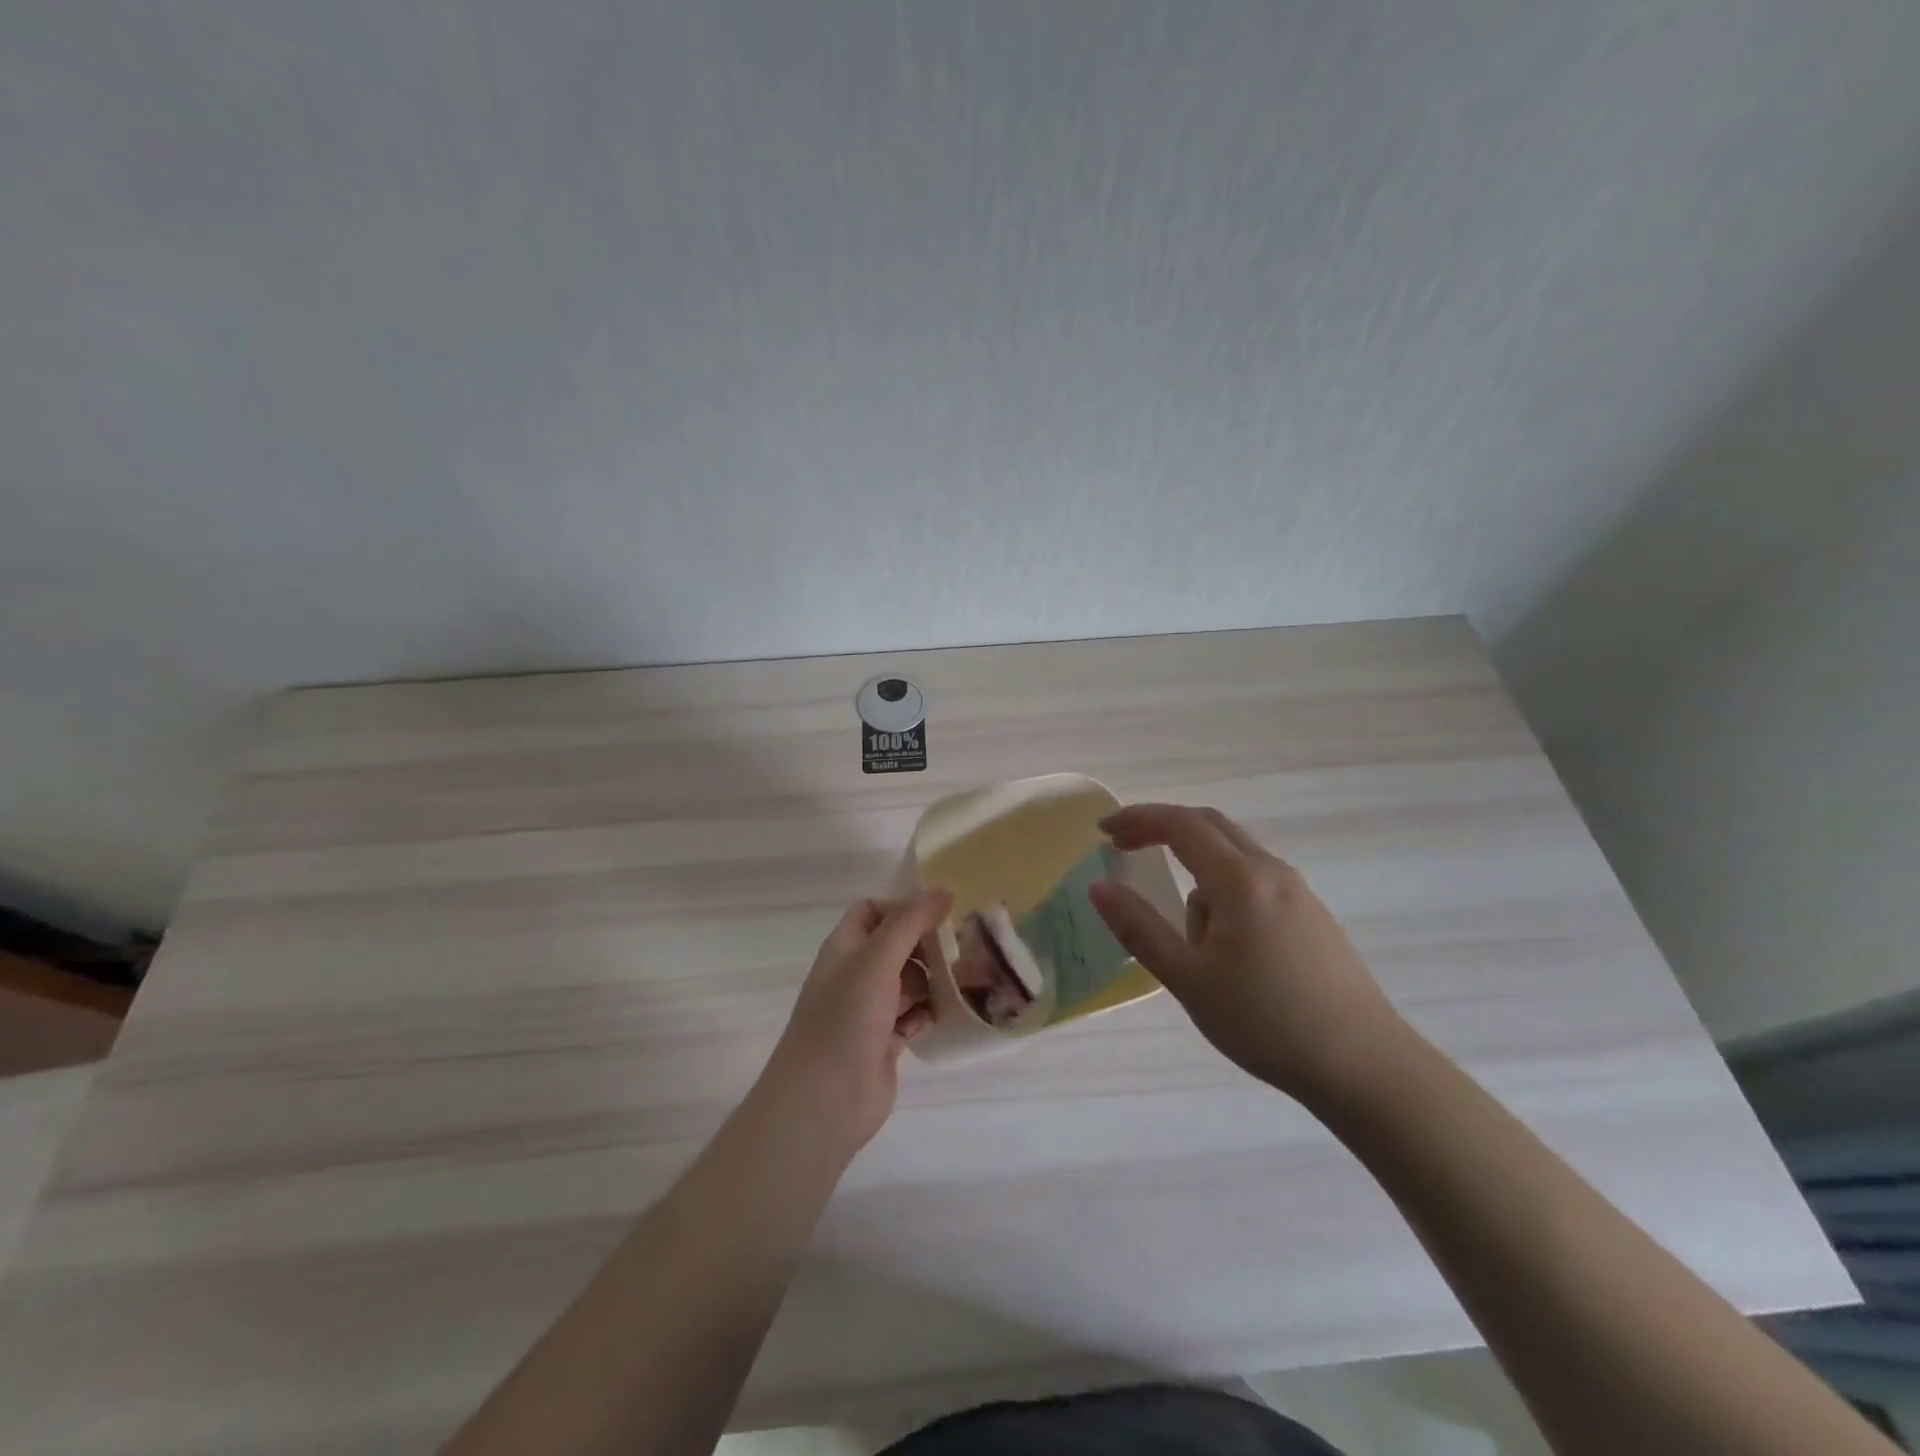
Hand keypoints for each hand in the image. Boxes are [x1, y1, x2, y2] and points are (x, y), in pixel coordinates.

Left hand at [758, 890, 950, 1153]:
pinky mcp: (886, 1041)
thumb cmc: (845, 1019)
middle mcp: (855, 974)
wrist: (824, 1102)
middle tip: (967, 942)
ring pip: (909, 981)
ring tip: (969, 975)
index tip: (942, 910)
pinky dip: (931, 1011)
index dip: (903, 906)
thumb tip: (944, 890)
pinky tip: (953, 1010)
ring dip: (934, 978)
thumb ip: (910, 923)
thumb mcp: (877, 960)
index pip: (872, 911)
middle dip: (927, 944)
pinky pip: (914, 1014)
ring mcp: (870, 1010)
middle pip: (896, 945)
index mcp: (845, 948)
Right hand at [1089, 804, 1405, 1105]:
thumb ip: (1140, 929)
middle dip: (1164, 829)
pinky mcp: (1312, 914)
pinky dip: (1224, 890)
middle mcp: (1272, 871)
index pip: (1181, 825)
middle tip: (1125, 847)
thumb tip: (1099, 888)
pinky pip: (1255, 881)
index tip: (1103, 831)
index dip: (1138, 819)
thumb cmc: (1266, 1021)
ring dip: (1197, 871)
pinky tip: (1227, 947)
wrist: (1364, 1066)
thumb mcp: (1189, 979)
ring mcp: (1298, 891)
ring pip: (1234, 857)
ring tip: (1189, 940)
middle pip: (1210, 826)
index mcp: (1240, 880)